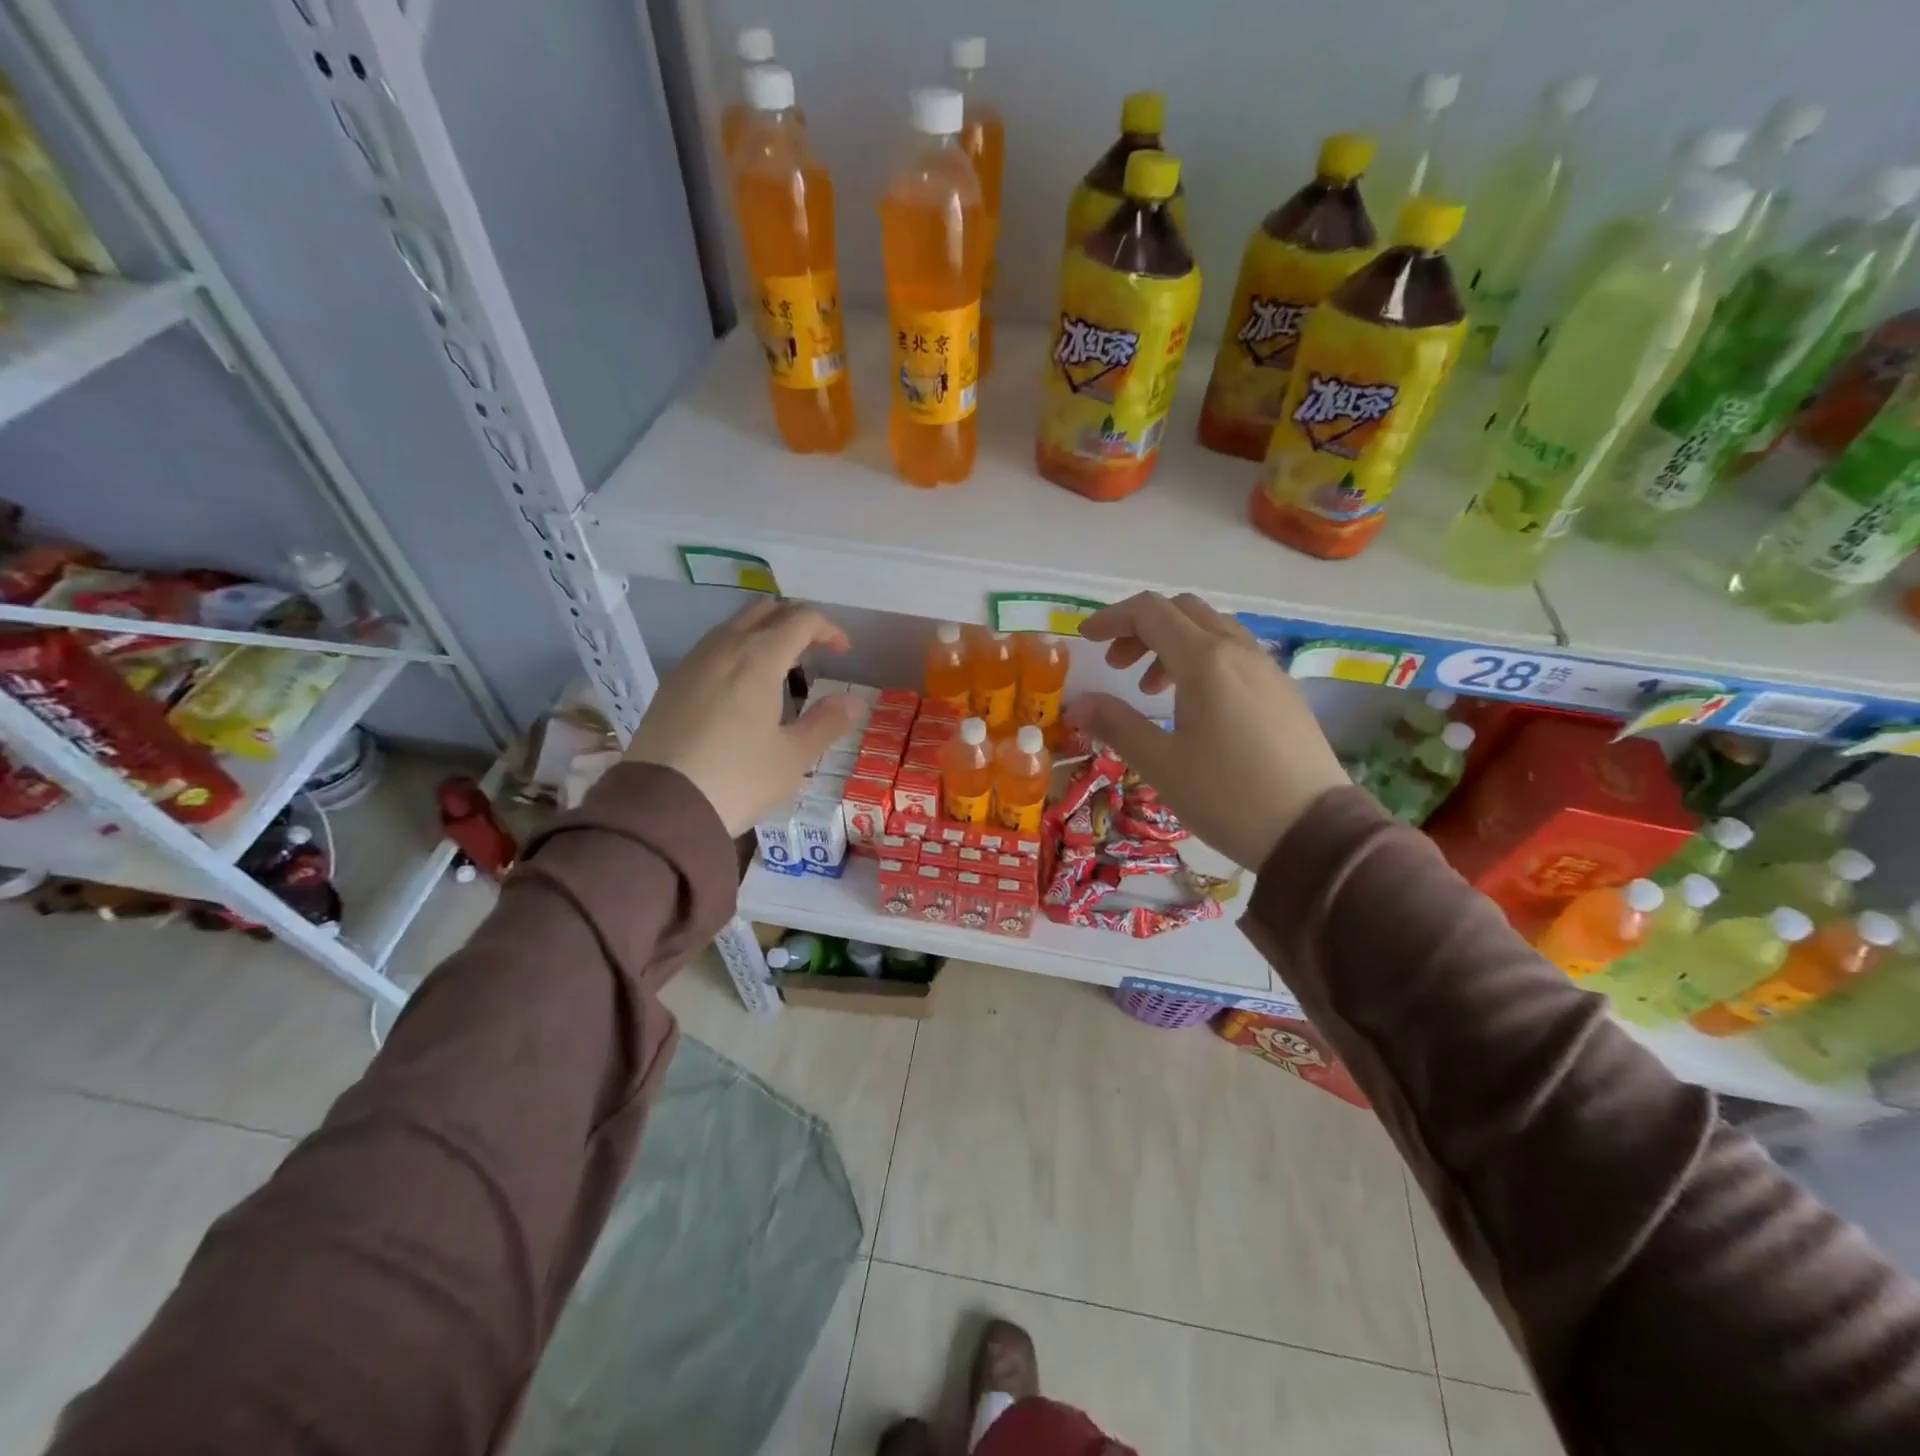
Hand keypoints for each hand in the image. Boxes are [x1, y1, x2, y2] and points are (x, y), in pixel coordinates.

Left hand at [624, 600, 861, 835]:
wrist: (662, 805)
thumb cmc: (738, 778)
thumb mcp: (794, 757)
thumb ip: (827, 723)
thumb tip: (854, 701)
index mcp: (759, 659)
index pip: (801, 620)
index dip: (828, 629)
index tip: (843, 653)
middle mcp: (724, 648)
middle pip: (764, 611)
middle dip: (795, 622)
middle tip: (814, 653)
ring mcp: (692, 663)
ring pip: (734, 626)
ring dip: (763, 634)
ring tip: (780, 670)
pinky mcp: (671, 683)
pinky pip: (712, 648)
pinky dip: (737, 652)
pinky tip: (742, 688)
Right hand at [1073, 592, 1346, 869]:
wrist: (1313, 832)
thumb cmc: (1227, 795)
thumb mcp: (1160, 763)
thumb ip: (1116, 725)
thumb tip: (1078, 704)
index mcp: (1205, 660)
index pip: (1150, 612)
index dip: (1111, 619)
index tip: (1086, 640)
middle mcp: (1239, 651)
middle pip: (1182, 611)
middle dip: (1141, 628)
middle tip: (1117, 666)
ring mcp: (1267, 668)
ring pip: (1211, 630)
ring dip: (1172, 644)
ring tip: (1151, 691)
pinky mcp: (1282, 691)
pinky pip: (1234, 653)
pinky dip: (1201, 660)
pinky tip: (1194, 706)